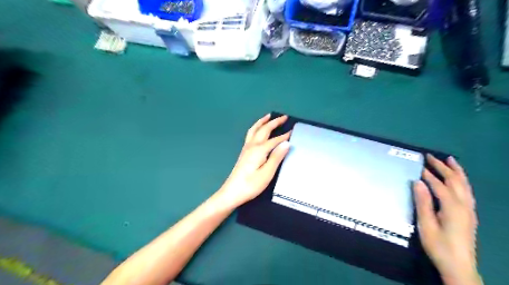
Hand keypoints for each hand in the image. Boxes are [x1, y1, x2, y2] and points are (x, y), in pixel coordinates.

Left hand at [219, 114, 290, 208]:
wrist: (232, 192)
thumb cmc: (251, 185)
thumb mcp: (267, 173)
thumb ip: (276, 157)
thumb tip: (286, 143)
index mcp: (259, 150)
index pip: (275, 140)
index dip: (285, 136)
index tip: (293, 131)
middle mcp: (252, 146)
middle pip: (264, 130)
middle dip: (274, 122)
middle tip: (284, 117)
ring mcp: (246, 148)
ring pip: (254, 130)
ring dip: (262, 122)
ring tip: (268, 116)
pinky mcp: (243, 152)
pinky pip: (250, 134)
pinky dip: (256, 128)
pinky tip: (257, 130)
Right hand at [413, 156, 481, 284]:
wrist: (459, 266)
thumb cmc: (439, 246)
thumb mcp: (426, 225)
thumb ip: (423, 203)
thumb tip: (417, 182)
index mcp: (452, 208)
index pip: (439, 185)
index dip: (428, 175)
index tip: (417, 165)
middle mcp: (464, 205)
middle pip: (455, 181)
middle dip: (443, 167)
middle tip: (430, 157)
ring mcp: (469, 210)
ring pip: (465, 185)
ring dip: (456, 171)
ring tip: (449, 160)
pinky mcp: (470, 215)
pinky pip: (467, 191)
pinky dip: (462, 181)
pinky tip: (457, 179)